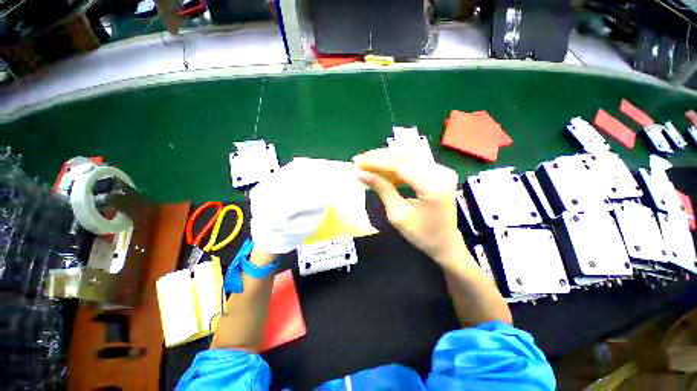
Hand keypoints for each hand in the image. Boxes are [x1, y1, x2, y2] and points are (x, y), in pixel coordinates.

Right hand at [352, 149, 463, 264]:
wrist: (445, 241)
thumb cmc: (421, 234)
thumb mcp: (397, 214)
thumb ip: (382, 189)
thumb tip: (362, 174)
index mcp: (433, 186)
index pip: (400, 165)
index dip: (377, 162)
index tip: (358, 162)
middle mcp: (441, 172)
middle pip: (404, 156)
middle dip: (379, 157)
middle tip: (360, 160)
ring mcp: (442, 169)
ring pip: (408, 155)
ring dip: (386, 158)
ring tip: (368, 163)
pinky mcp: (439, 171)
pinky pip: (413, 161)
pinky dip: (395, 163)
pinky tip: (382, 168)